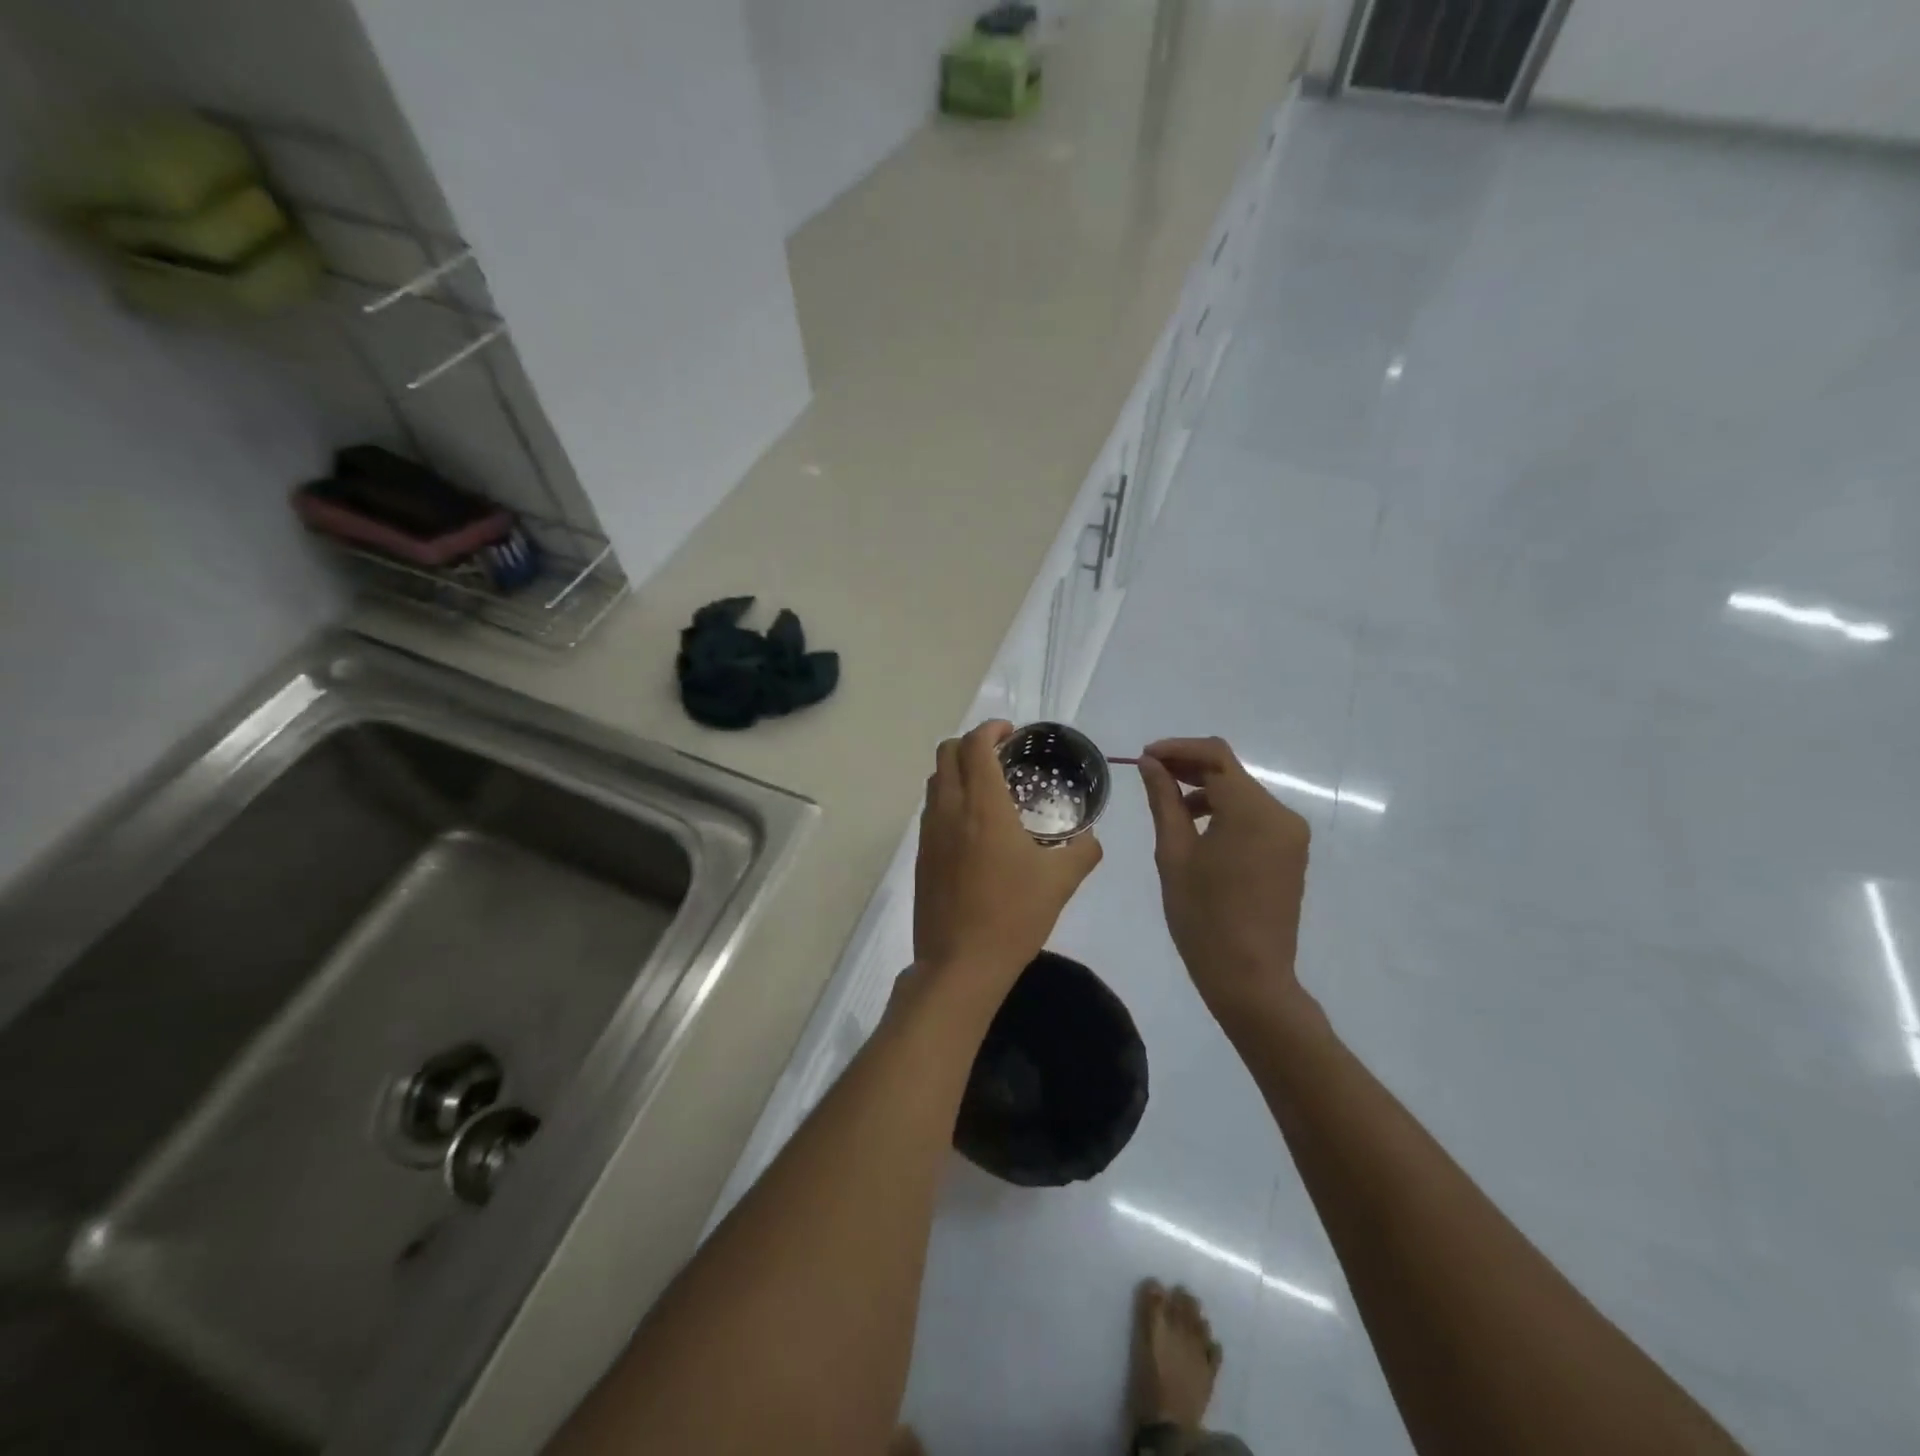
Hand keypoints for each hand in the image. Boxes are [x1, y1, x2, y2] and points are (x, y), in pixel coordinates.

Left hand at [913, 721, 1103, 989]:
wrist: (960, 964)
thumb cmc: (1013, 916)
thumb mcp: (1060, 882)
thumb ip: (1083, 851)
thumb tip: (1091, 837)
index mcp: (982, 806)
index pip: (975, 745)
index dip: (991, 728)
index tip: (1011, 732)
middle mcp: (949, 810)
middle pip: (946, 753)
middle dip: (971, 743)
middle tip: (1000, 755)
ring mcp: (929, 833)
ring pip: (935, 780)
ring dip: (957, 770)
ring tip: (988, 787)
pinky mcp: (920, 855)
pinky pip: (931, 810)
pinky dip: (949, 798)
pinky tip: (973, 826)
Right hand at [1138, 737, 1309, 1017]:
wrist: (1249, 977)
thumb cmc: (1203, 917)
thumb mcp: (1174, 854)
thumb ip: (1164, 801)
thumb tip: (1150, 764)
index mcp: (1253, 812)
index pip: (1215, 756)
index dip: (1177, 749)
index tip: (1145, 757)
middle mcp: (1281, 814)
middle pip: (1231, 772)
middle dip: (1189, 767)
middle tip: (1149, 775)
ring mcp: (1290, 835)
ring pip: (1242, 794)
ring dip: (1206, 791)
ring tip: (1168, 806)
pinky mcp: (1290, 853)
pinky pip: (1254, 817)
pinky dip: (1224, 812)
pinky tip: (1197, 828)